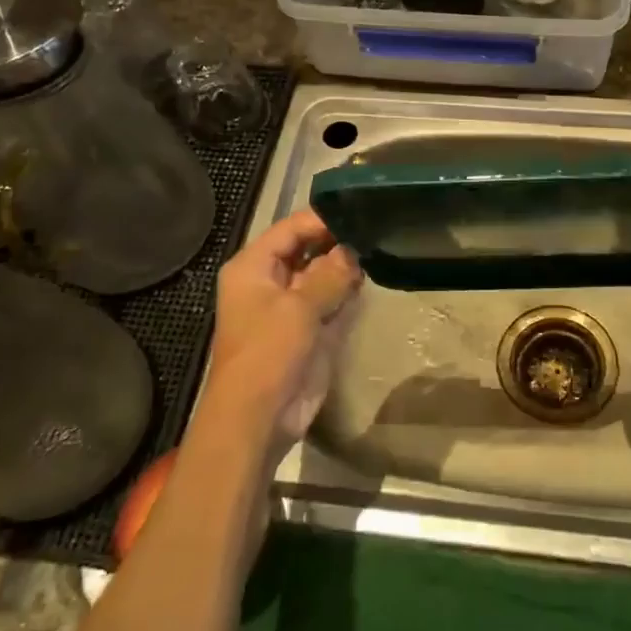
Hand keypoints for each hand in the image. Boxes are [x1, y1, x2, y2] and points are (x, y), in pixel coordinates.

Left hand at [197, 209, 361, 463]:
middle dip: (335, 242)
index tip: (358, 213)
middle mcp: (268, 281)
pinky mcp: (306, 329)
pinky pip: (327, 300)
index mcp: (253, 267)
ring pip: (319, 275)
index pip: (289, 229)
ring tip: (377, 249)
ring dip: (343, 267)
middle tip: (374, 230)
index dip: (321, 219)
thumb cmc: (268, 353)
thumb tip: (352, 252)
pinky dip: (344, 291)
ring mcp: (288, 306)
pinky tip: (368, 279)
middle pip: (304, 249)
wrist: (258, 418)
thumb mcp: (299, 308)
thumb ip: (329, 275)